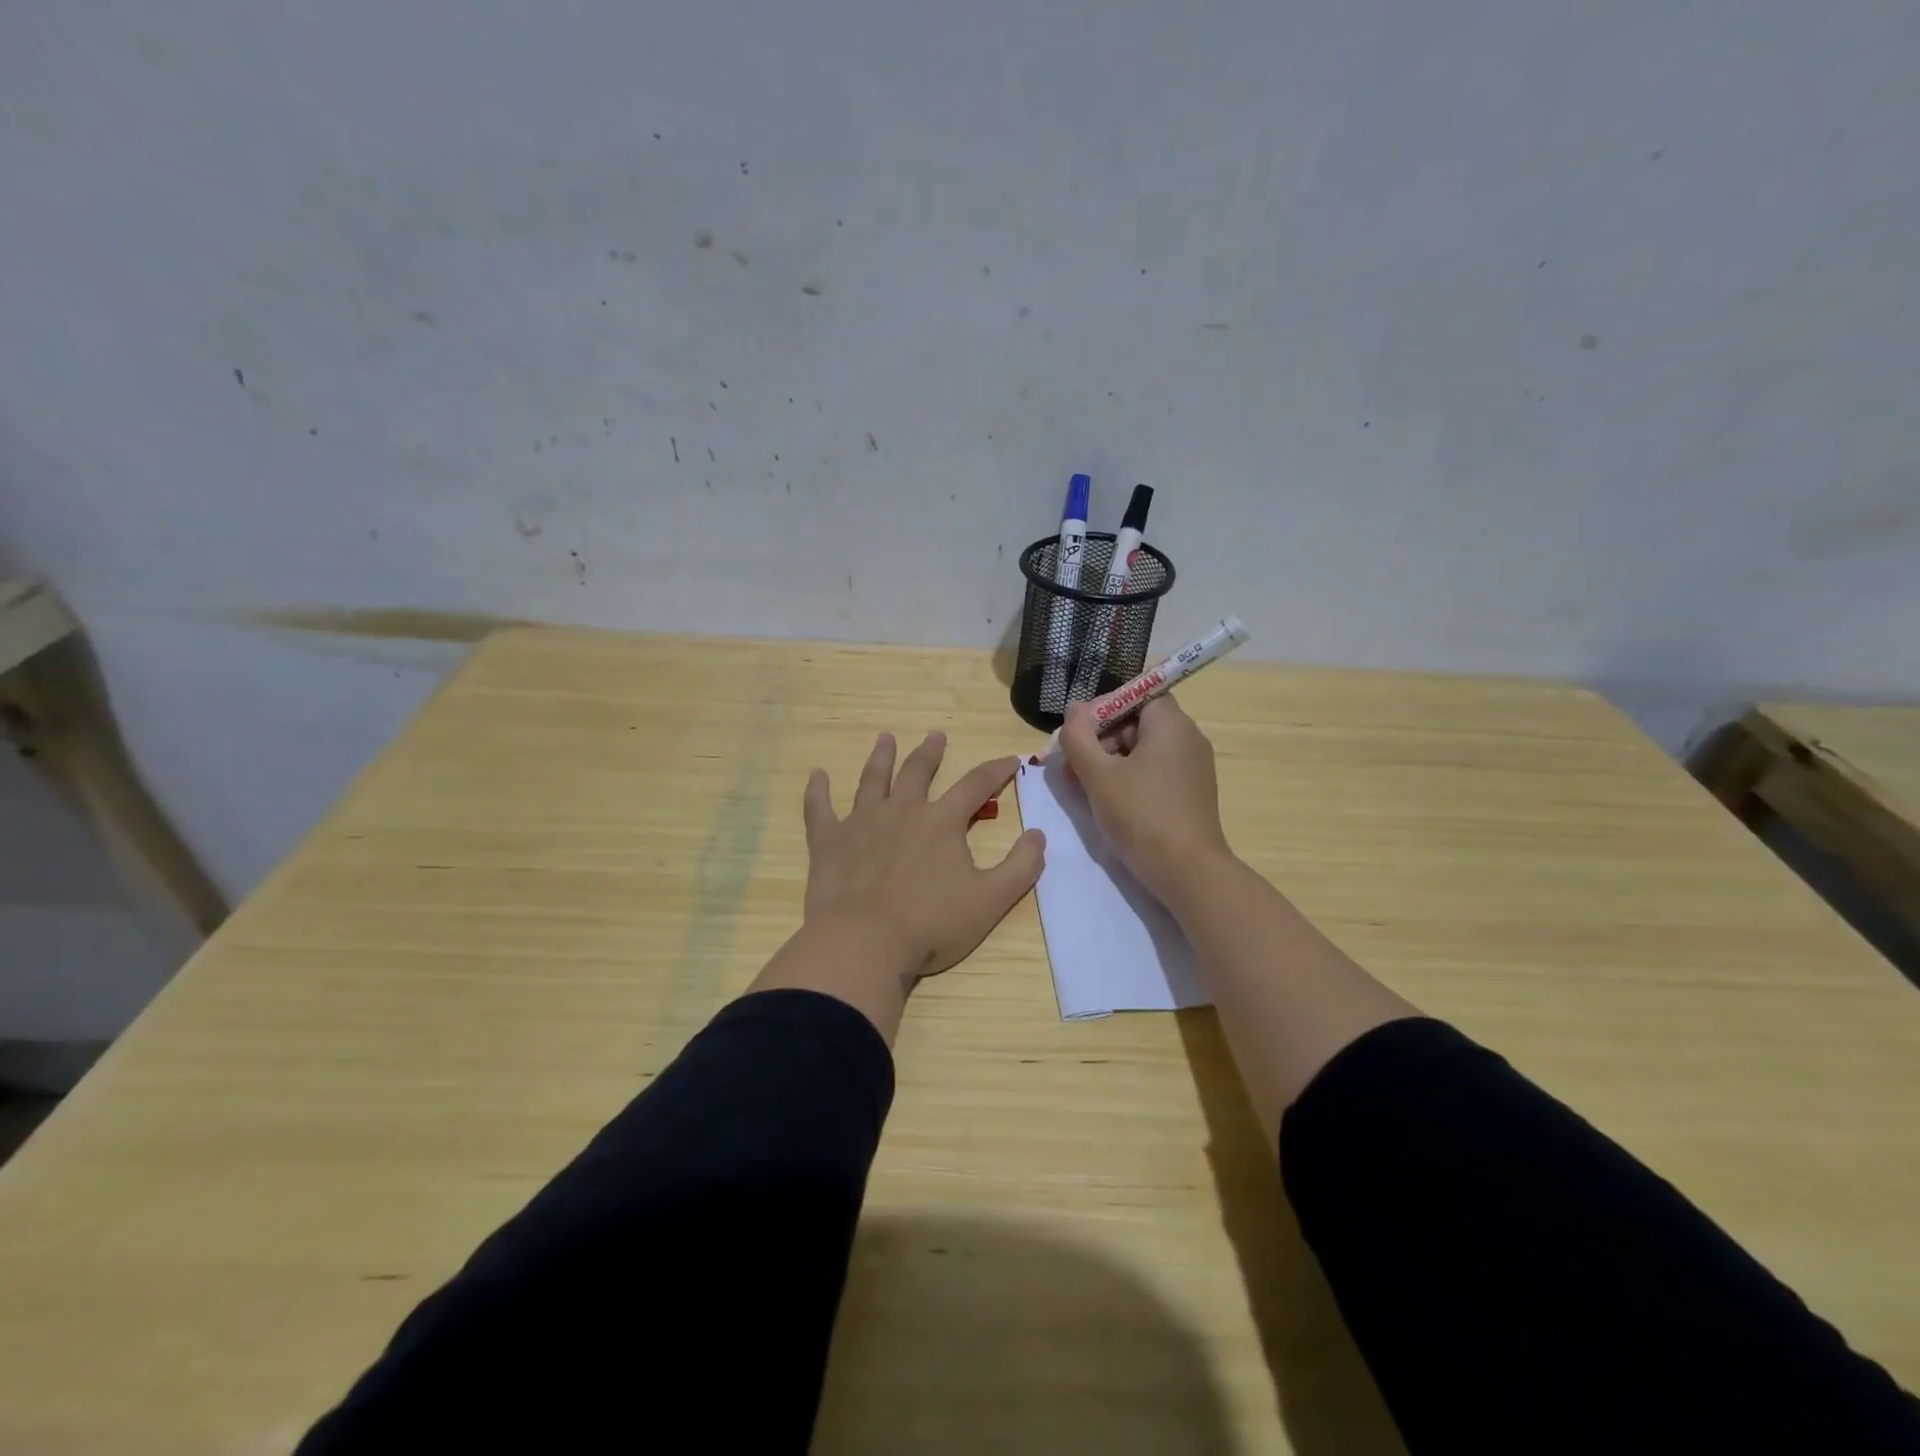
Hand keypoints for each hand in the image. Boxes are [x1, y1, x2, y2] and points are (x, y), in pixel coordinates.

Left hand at [802, 731, 1045, 985]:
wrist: (865, 943)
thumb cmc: (932, 924)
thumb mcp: (991, 900)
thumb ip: (1021, 866)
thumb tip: (1039, 834)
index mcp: (941, 822)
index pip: (976, 785)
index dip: (996, 770)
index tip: (1010, 759)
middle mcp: (902, 811)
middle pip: (918, 772)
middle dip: (930, 752)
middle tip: (935, 735)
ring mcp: (861, 823)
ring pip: (873, 781)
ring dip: (881, 758)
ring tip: (885, 740)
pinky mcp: (829, 842)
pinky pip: (820, 809)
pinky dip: (817, 791)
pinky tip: (816, 775)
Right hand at [1060, 696, 1232, 905]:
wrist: (1188, 872)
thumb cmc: (1141, 816)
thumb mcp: (1098, 775)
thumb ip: (1079, 737)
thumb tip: (1074, 711)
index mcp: (1171, 724)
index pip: (1135, 693)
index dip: (1103, 706)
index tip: (1078, 731)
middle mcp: (1187, 738)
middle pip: (1136, 722)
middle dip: (1099, 738)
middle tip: (1071, 764)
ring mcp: (1191, 766)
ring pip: (1142, 749)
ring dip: (1108, 760)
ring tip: (1081, 786)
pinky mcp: (1190, 792)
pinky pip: (1153, 771)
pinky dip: (1127, 777)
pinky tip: (1105, 800)